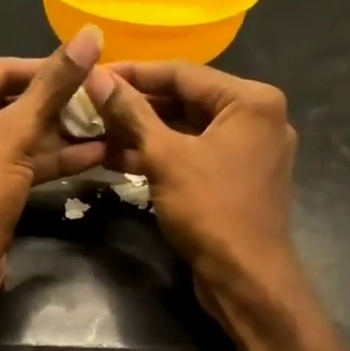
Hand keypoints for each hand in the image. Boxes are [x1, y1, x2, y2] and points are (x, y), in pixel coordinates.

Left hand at [0, 27, 107, 311]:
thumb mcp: (15, 134)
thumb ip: (53, 86)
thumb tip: (90, 34)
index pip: (0, 71)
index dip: (48, 70)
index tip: (91, 70)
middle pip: (6, 105)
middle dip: (56, 108)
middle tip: (101, 103)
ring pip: (11, 140)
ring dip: (57, 137)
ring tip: (105, 128)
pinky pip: (9, 167)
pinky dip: (43, 163)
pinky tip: (89, 157)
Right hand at [88, 61, 299, 303]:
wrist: (245, 277)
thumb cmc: (210, 210)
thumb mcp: (165, 158)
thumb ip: (131, 113)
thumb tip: (96, 77)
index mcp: (251, 101)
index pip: (183, 74)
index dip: (135, 73)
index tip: (95, 74)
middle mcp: (257, 119)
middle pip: (187, 101)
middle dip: (137, 106)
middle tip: (92, 104)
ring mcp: (249, 152)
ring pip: (188, 131)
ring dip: (144, 133)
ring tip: (97, 131)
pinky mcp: (237, 180)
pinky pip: (194, 156)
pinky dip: (162, 157)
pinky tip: (119, 158)